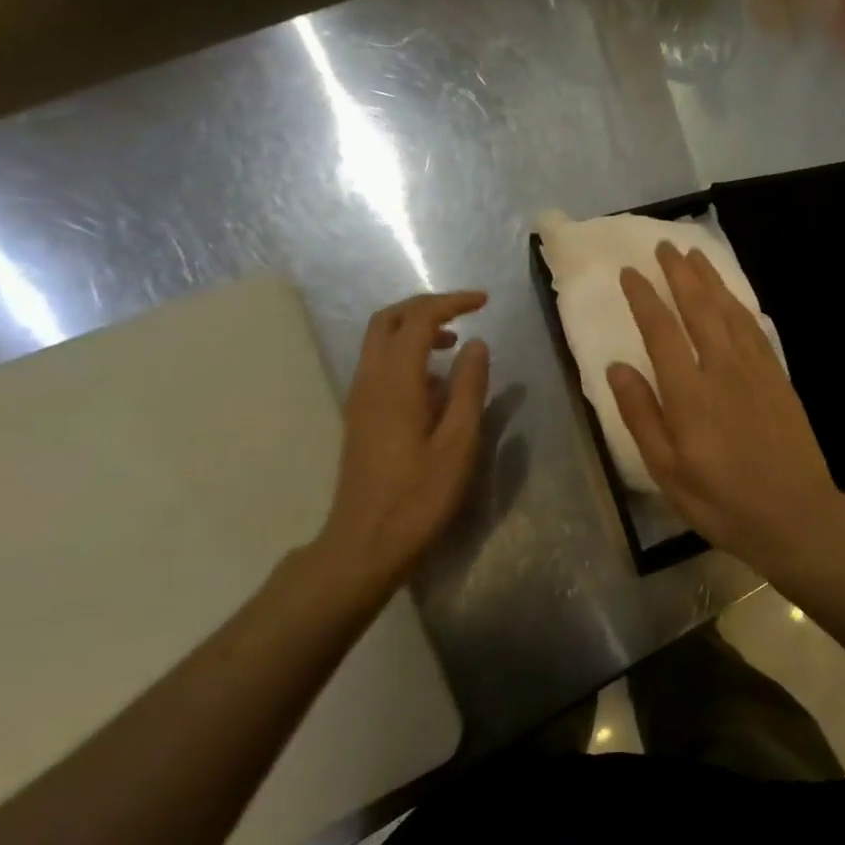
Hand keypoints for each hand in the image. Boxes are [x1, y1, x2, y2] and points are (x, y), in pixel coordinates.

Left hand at [305, 291, 490, 592]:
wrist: (366, 542)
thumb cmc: (420, 495)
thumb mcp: (458, 442)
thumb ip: (468, 387)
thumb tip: (476, 344)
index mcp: (395, 382)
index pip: (419, 319)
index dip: (451, 302)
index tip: (484, 302)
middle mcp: (370, 380)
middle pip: (388, 320)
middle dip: (426, 307)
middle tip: (464, 311)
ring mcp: (360, 398)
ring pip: (379, 341)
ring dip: (415, 330)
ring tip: (455, 345)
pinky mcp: (360, 416)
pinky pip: (380, 366)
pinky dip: (407, 354)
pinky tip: (435, 383)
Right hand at [606, 243, 844, 570]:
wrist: (795, 514)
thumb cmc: (721, 501)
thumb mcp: (667, 470)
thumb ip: (641, 415)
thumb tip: (617, 366)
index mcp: (689, 394)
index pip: (661, 331)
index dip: (643, 298)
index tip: (629, 272)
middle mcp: (722, 369)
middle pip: (698, 308)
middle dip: (679, 274)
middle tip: (663, 246)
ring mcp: (755, 369)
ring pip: (729, 310)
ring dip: (710, 279)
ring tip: (694, 255)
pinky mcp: (777, 376)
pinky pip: (754, 327)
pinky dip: (739, 303)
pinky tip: (731, 296)